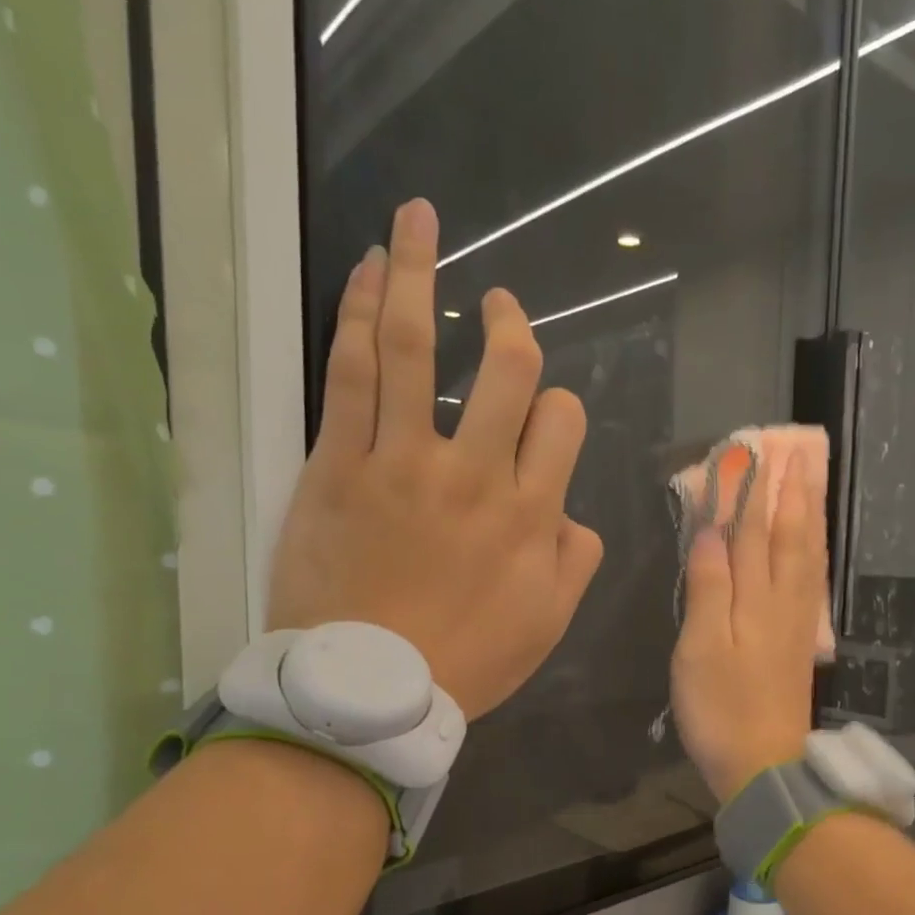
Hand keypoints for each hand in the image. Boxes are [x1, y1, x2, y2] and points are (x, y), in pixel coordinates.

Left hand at [267, 199, 603, 719]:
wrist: (369, 693)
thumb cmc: (465, 663)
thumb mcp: (547, 624)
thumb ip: (575, 561)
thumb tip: (574, 515)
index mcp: (531, 514)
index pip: (561, 422)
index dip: (557, 406)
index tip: (541, 413)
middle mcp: (476, 474)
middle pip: (506, 370)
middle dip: (509, 324)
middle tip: (500, 304)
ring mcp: (403, 462)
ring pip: (414, 348)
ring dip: (417, 274)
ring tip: (417, 221)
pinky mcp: (339, 466)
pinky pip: (349, 374)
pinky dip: (356, 314)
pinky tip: (364, 273)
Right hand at [670, 452, 826, 803]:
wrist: (764, 764)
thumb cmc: (722, 707)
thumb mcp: (701, 647)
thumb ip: (709, 586)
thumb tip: (713, 530)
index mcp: (757, 598)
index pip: (751, 532)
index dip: (749, 492)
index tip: (749, 453)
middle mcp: (784, 602)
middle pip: (788, 537)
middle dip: (788, 493)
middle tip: (791, 453)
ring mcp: (797, 623)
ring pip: (805, 556)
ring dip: (806, 517)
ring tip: (808, 484)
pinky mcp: (800, 642)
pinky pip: (811, 582)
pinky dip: (812, 553)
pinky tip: (811, 547)